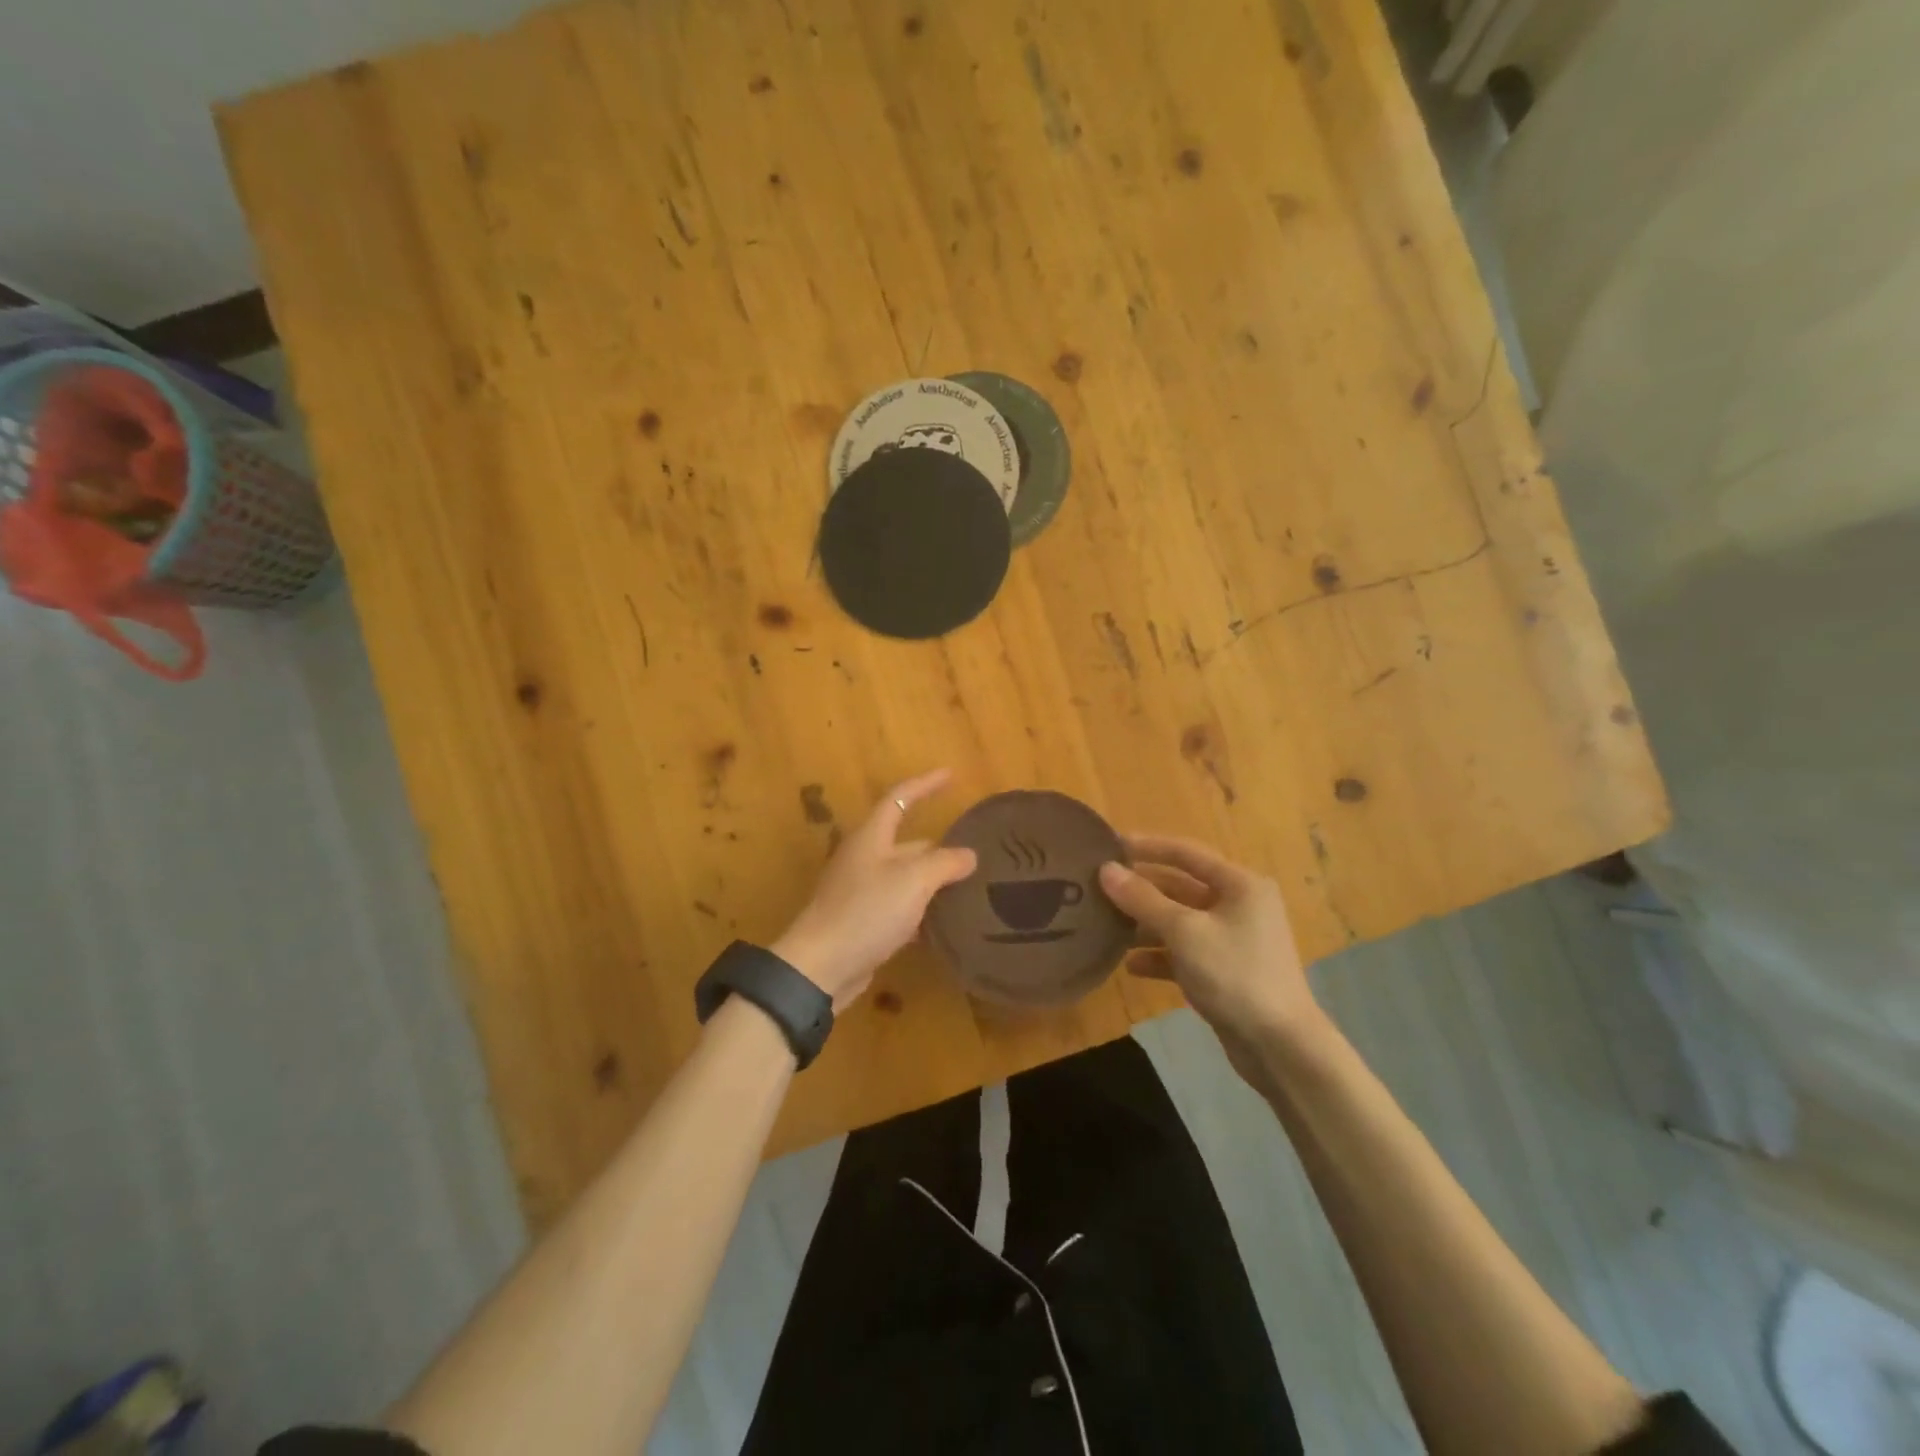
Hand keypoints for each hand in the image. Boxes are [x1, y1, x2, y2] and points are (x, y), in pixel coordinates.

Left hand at [771, 770, 976, 1010]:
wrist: (821, 967)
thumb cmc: (866, 912)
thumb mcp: (913, 881)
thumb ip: (944, 863)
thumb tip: (968, 854)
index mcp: (872, 837)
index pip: (900, 798)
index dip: (925, 784)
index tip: (951, 775)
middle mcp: (865, 858)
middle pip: (906, 842)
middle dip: (939, 846)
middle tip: (975, 853)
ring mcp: (861, 891)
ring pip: (905, 877)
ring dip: (933, 881)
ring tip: (969, 887)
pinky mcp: (862, 922)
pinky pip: (899, 907)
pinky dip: (921, 910)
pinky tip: (944, 923)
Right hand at [1098, 835, 1326, 1080]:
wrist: (1281, 1047)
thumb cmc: (1235, 974)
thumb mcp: (1184, 932)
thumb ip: (1142, 900)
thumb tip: (1106, 870)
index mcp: (1239, 884)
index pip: (1186, 853)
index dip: (1147, 846)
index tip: (1110, 845)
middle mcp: (1238, 905)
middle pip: (1180, 888)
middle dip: (1140, 890)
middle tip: (1098, 889)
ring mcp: (1232, 940)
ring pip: (1179, 922)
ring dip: (1145, 925)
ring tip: (1106, 928)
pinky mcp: (1224, 971)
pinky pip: (1184, 953)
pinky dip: (1159, 956)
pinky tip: (1130, 967)